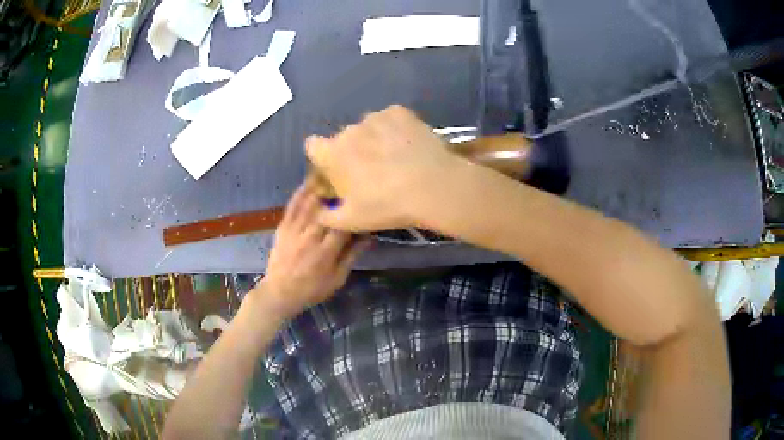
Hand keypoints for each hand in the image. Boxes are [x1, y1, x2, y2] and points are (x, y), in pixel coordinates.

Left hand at [254, 181, 367, 318]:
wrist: (279, 292)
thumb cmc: (312, 289)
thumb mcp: (337, 279)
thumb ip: (352, 256)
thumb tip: (369, 236)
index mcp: (326, 251)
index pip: (345, 224)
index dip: (356, 211)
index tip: (366, 201)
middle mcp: (310, 236)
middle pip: (327, 207)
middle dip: (340, 192)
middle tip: (352, 178)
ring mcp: (294, 229)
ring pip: (310, 201)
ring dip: (322, 186)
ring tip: (334, 172)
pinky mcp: (283, 226)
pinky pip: (293, 205)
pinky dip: (302, 191)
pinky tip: (310, 180)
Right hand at [306, 105, 459, 231]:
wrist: (432, 187)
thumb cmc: (386, 205)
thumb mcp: (351, 221)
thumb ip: (328, 217)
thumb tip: (319, 213)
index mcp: (332, 153)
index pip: (313, 146)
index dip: (322, 157)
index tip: (335, 170)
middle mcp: (349, 129)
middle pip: (344, 138)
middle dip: (352, 151)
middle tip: (372, 171)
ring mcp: (376, 118)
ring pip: (367, 127)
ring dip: (374, 139)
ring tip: (394, 158)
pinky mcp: (400, 112)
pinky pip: (390, 119)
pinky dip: (394, 128)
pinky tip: (407, 144)